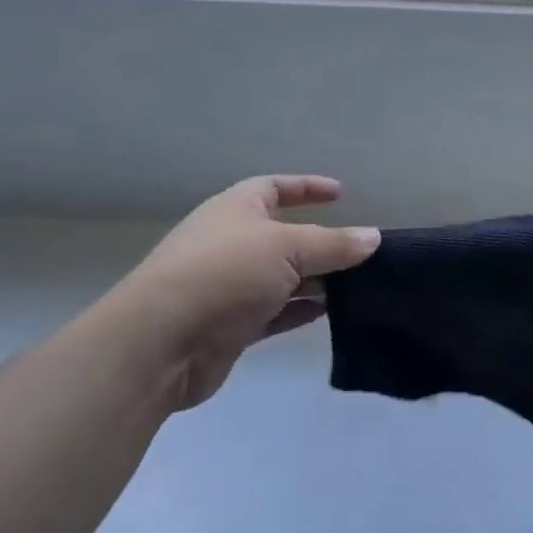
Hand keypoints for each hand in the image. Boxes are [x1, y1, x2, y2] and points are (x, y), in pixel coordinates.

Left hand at [98, 175, 379, 410]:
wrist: (159, 344)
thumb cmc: (224, 274)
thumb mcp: (287, 248)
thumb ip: (333, 244)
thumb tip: (373, 237)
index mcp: (236, 209)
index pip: (276, 188)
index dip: (307, 188)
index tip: (342, 194)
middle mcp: (232, 243)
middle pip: (284, 236)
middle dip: (321, 243)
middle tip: (360, 251)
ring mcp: (229, 286)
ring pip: (282, 277)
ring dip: (316, 281)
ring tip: (358, 285)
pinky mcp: (230, 326)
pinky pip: (275, 312)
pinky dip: (301, 311)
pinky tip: (332, 314)